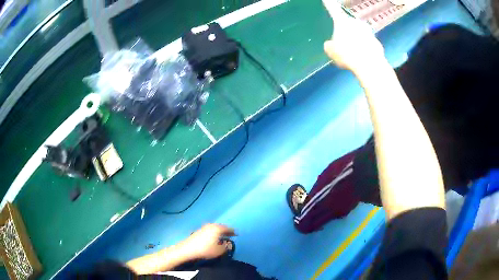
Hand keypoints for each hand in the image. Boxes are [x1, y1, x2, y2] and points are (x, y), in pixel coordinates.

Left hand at [181, 224, 235, 259]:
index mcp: (217, 229)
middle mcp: (211, 225)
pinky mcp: (199, 230)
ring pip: (215, 228)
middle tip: (230, 235)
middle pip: (221, 227)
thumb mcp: (219, 251)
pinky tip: (214, 238)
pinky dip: (214, 233)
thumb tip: (229, 244)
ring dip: (219, 231)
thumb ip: (226, 247)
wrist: (188, 248)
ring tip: (223, 237)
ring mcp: (204, 227)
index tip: (237, 234)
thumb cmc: (205, 249)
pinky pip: (210, 230)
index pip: (228, 228)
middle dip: (226, 231)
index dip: (233, 232)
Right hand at [322, 0, 384, 73]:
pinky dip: (365, 49)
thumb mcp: (331, 51)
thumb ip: (330, 45)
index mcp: (342, 22)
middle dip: (347, 32)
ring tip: (354, 55)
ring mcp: (368, 32)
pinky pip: (368, 44)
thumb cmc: (347, 54)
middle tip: (344, 46)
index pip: (333, 9)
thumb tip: (331, 44)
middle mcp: (356, 22)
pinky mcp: (377, 42)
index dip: (329, 4)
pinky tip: (363, 59)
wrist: (370, 65)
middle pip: (348, 25)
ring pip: (359, 34)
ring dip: (357, 41)